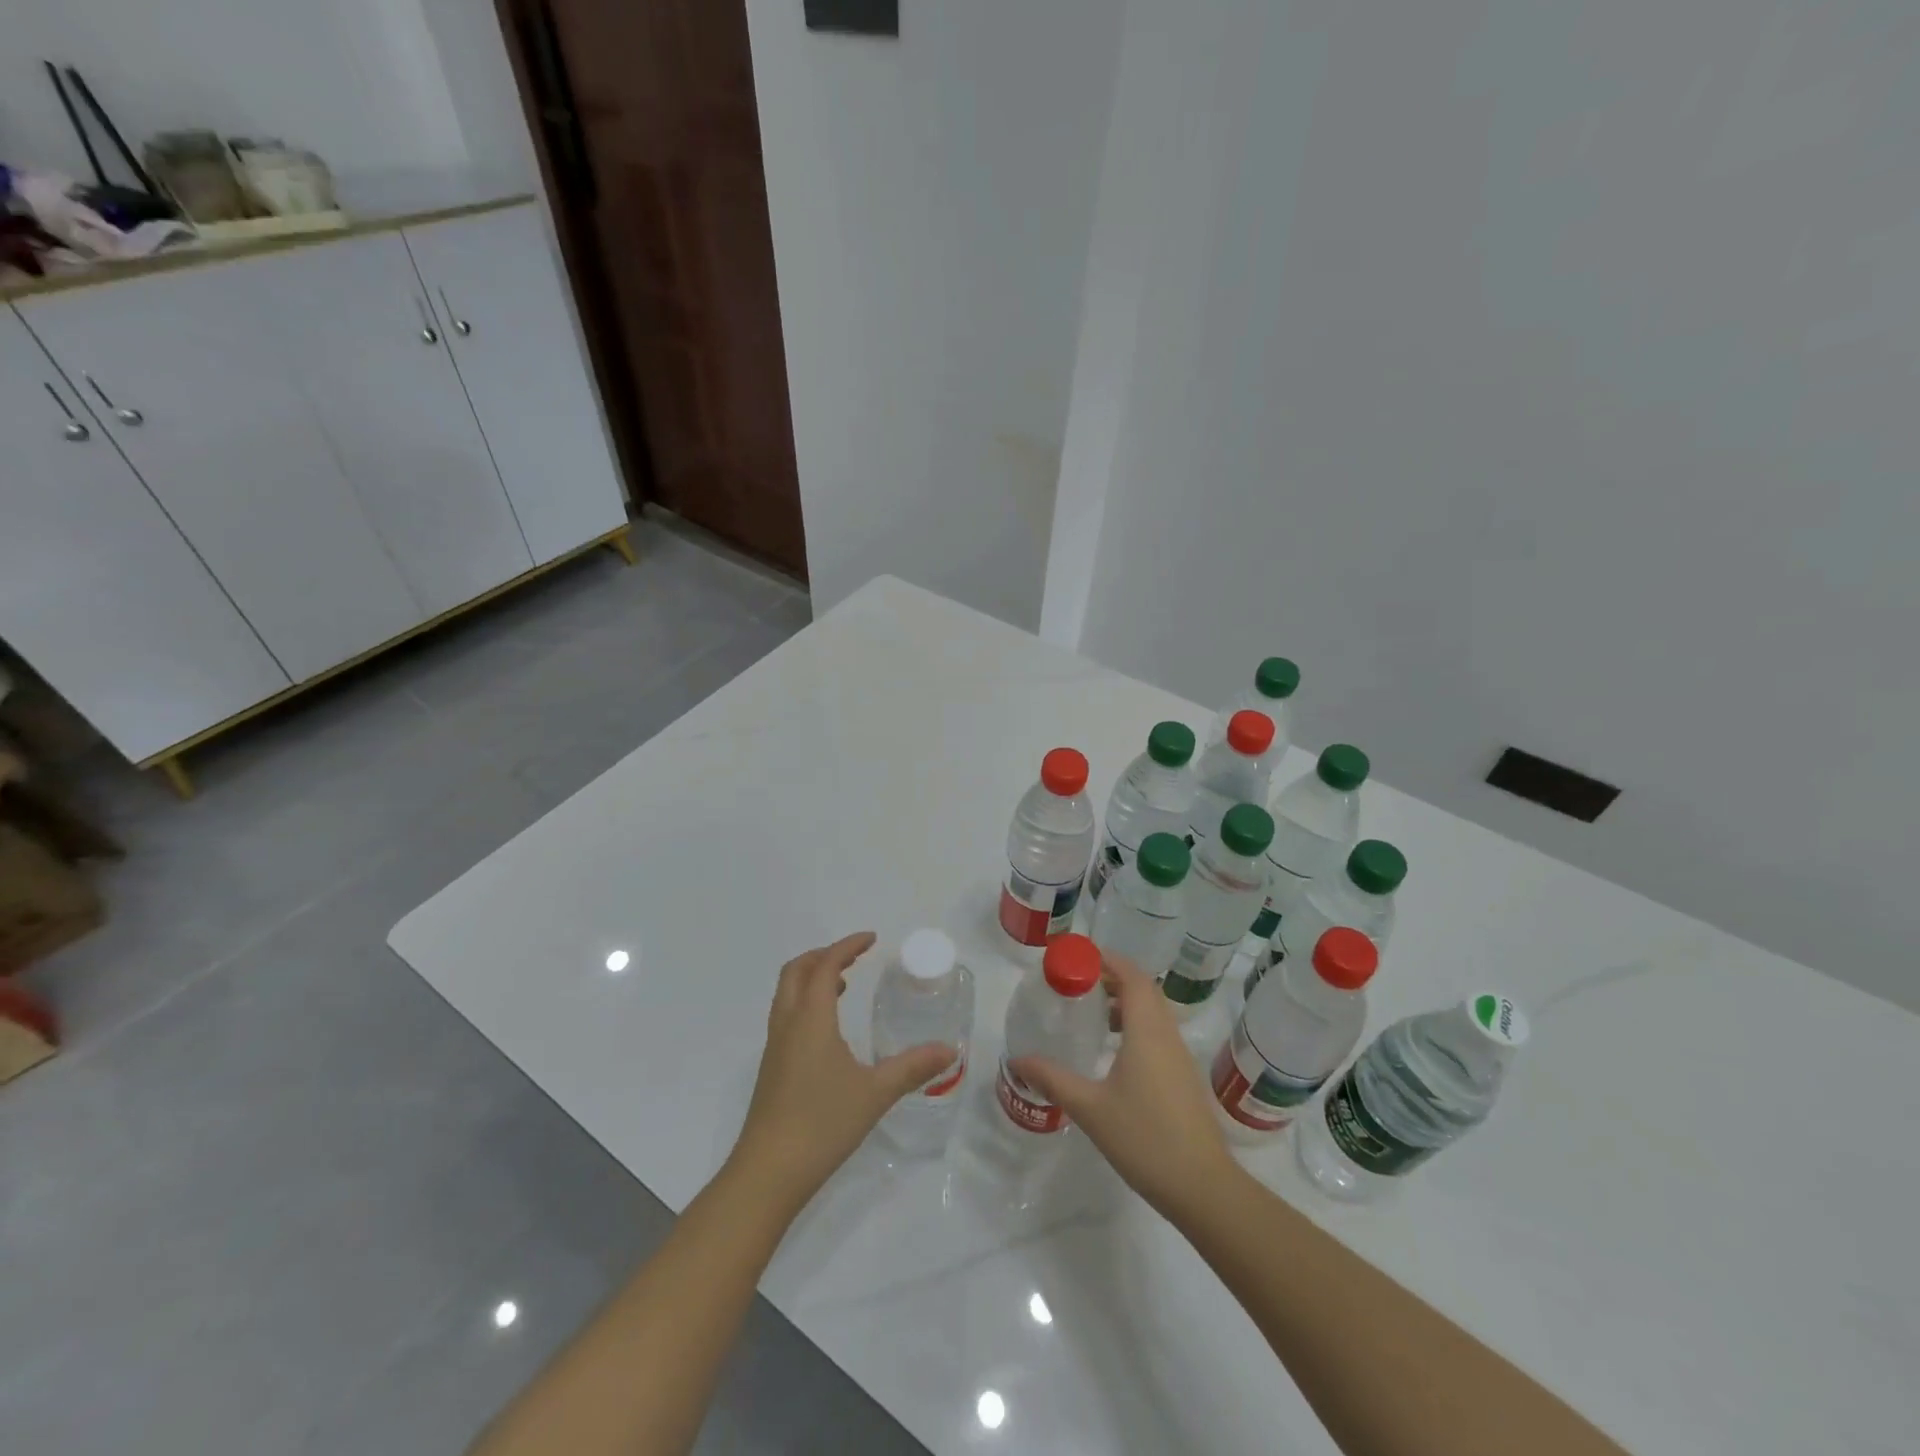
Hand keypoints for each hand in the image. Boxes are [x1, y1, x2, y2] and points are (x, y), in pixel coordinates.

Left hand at [729, 932, 955, 1211]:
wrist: (767, 1173)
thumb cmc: (822, 1124)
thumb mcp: (875, 1093)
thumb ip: (912, 1068)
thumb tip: (950, 1049)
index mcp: (811, 1019)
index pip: (825, 965)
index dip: (847, 946)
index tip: (871, 939)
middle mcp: (787, 1024)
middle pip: (797, 971)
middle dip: (823, 955)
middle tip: (854, 956)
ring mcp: (775, 1047)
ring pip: (787, 994)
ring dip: (812, 979)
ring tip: (844, 985)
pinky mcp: (771, 1069)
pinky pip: (786, 1016)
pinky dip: (806, 1003)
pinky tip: (829, 1031)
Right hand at [1011, 952, 1236, 1224]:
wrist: (1202, 1187)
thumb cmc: (1144, 1138)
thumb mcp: (1089, 1107)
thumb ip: (1052, 1079)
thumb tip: (1017, 1060)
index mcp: (1147, 1031)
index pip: (1132, 976)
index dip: (1108, 959)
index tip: (1078, 957)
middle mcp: (1167, 1034)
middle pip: (1143, 989)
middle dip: (1113, 977)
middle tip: (1077, 982)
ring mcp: (1179, 1056)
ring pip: (1153, 1012)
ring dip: (1124, 1002)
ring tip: (1090, 1012)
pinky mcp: (1183, 1077)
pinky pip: (1158, 1033)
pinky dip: (1135, 1025)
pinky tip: (1112, 1051)